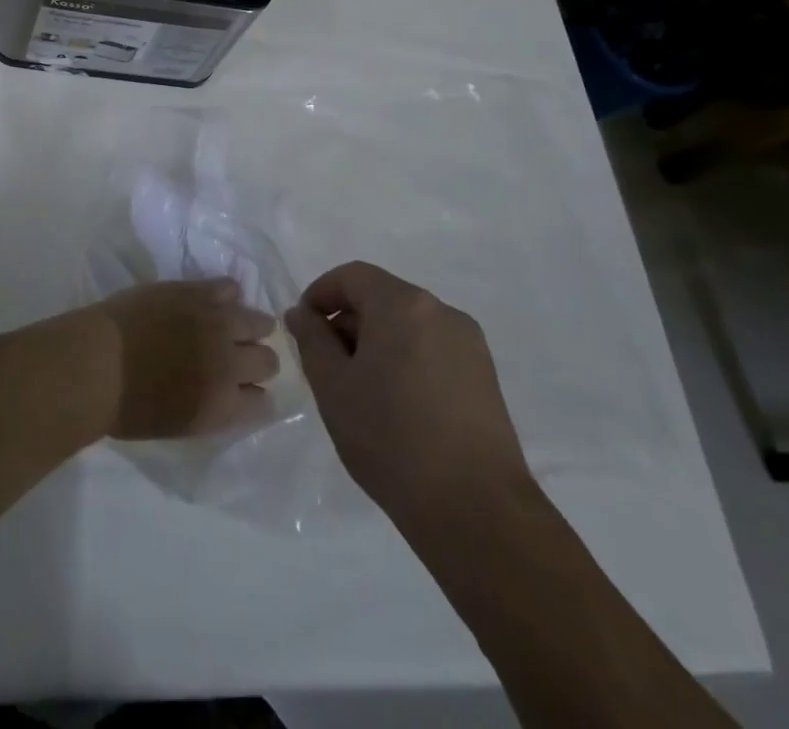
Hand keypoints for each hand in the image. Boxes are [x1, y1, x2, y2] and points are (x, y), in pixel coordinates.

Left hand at [85, 279, 277, 439]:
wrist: (96, 363)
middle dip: (257, 361)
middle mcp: (230, 364)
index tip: (243, 390)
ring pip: (258, 321)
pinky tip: (214, 301)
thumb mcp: (176, 424)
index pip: (263, 403)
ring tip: (234, 325)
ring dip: (250, 326)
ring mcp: (216, 323)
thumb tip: (225, 394)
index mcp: (223, 407)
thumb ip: (210, 409)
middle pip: (268, 361)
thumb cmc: (125, 407)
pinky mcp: (197, 291)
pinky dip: (227, 295)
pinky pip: (230, 287)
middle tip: (238, 357)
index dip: (254, 395)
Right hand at [286, 262, 529, 519]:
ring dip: (377, 345)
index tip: (303, 329)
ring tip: (360, 392)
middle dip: (348, 323)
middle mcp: (441, 311)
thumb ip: (311, 339)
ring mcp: (469, 344)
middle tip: (326, 366)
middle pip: (382, 299)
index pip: (352, 277)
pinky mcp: (485, 378)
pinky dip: (406, 362)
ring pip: (408, 326)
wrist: (475, 510)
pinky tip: (396, 407)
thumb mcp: (332, 386)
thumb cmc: (391, 438)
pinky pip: (432, 351)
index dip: (320, 295)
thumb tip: (303, 313)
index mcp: (403, 304)